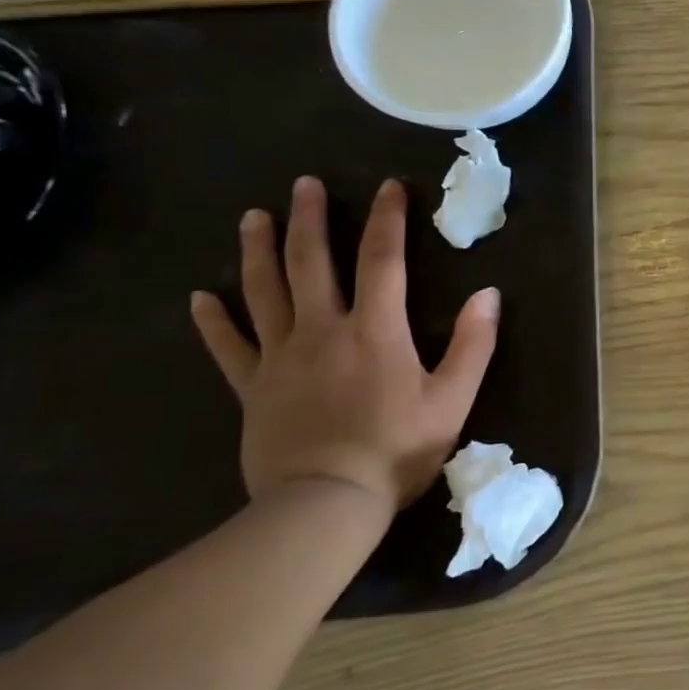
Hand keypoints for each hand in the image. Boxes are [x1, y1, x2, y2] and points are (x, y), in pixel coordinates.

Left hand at [190, 176, 498, 510]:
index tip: (389, 187)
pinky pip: (229, 347)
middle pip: (312, 263)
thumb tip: (489, 293)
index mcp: (375, 330)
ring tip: (254, 217)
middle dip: (310, 219)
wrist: (324, 505)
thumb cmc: (398, 449)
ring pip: (264, 293)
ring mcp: (280, 358)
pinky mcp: (252, 389)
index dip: (387, 219)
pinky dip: (213, 321)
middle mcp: (323, 331)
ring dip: (259, 251)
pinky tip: (199, 298)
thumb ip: (474, 344)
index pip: (383, 260)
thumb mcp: (453, 399)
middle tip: (304, 184)